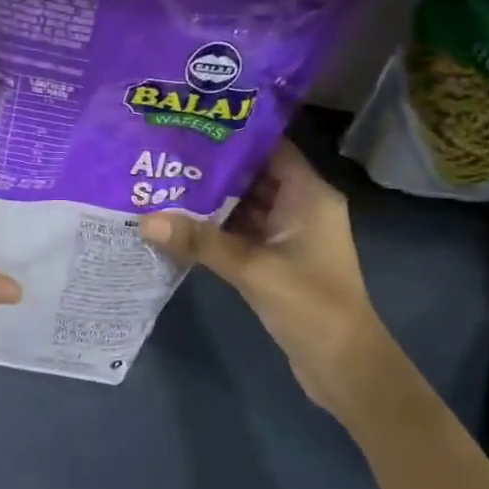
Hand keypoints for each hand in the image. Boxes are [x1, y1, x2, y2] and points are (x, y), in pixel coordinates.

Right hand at [139, 140, 391, 418]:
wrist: (344, 367)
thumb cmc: (311, 305)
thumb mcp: (253, 269)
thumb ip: (200, 241)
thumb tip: (145, 220)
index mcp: (309, 195)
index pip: (271, 147)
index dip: (234, 133)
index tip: (191, 122)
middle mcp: (300, 207)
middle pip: (252, 175)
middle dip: (211, 167)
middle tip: (164, 152)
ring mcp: (287, 235)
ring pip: (243, 206)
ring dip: (208, 199)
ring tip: (161, 181)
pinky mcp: (274, 260)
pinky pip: (239, 233)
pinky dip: (213, 228)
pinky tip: (177, 223)